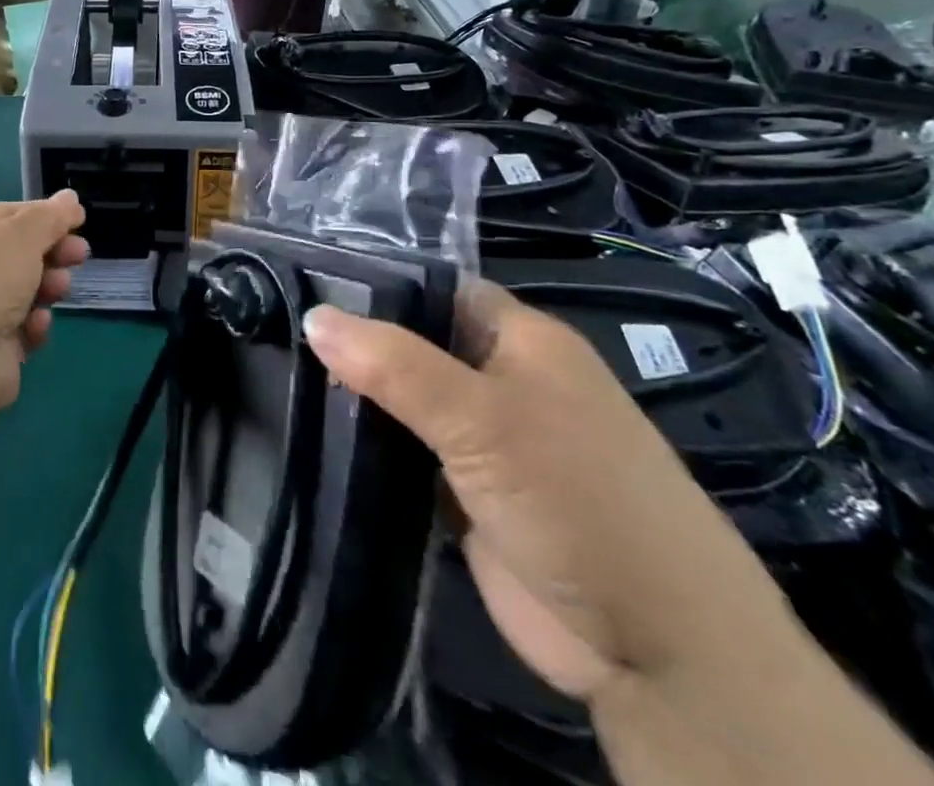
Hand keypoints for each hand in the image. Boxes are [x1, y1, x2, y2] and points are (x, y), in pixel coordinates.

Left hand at [0, 192, 88, 416]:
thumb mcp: (22, 234)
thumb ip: (50, 216)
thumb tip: (70, 198)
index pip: (6, 215)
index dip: (43, 216)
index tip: (77, 222)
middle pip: (17, 253)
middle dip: (52, 252)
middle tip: (79, 255)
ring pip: (23, 290)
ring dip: (47, 286)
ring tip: (58, 289)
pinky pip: (20, 328)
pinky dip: (33, 324)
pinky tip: (35, 325)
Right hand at [302, 280, 792, 703]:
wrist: (655, 652)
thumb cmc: (575, 497)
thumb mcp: (480, 417)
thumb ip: (393, 364)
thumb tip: (312, 316)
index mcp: (521, 339)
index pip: (437, 287)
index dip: (377, 281)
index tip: (305, 280)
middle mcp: (502, 379)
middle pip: (415, 344)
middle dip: (356, 341)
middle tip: (278, 328)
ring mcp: (485, 440)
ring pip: (407, 401)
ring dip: (358, 396)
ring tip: (281, 372)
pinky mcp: (467, 494)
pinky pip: (407, 454)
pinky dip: (370, 446)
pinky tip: (314, 430)